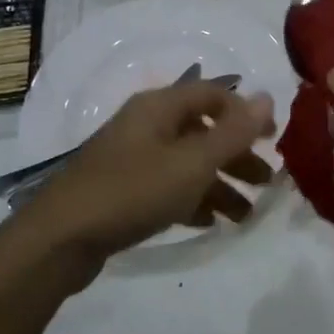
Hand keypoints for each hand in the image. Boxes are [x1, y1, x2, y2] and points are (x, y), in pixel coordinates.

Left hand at [9, 82, 276, 288]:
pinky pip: (167, 187)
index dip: (246, 113)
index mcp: (160, 107)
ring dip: (219, 184)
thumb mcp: (192, 162)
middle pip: (203, 132)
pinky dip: (192, 200)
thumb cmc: (132, 191)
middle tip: (266, 182)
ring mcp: (131, 158)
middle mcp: (146, 125)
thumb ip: (233, 133)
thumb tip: (267, 97)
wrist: (60, 239)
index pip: (213, 94)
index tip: (274, 139)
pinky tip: (210, 222)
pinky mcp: (122, 190)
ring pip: (187, 163)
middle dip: (237, 156)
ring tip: (246, 215)